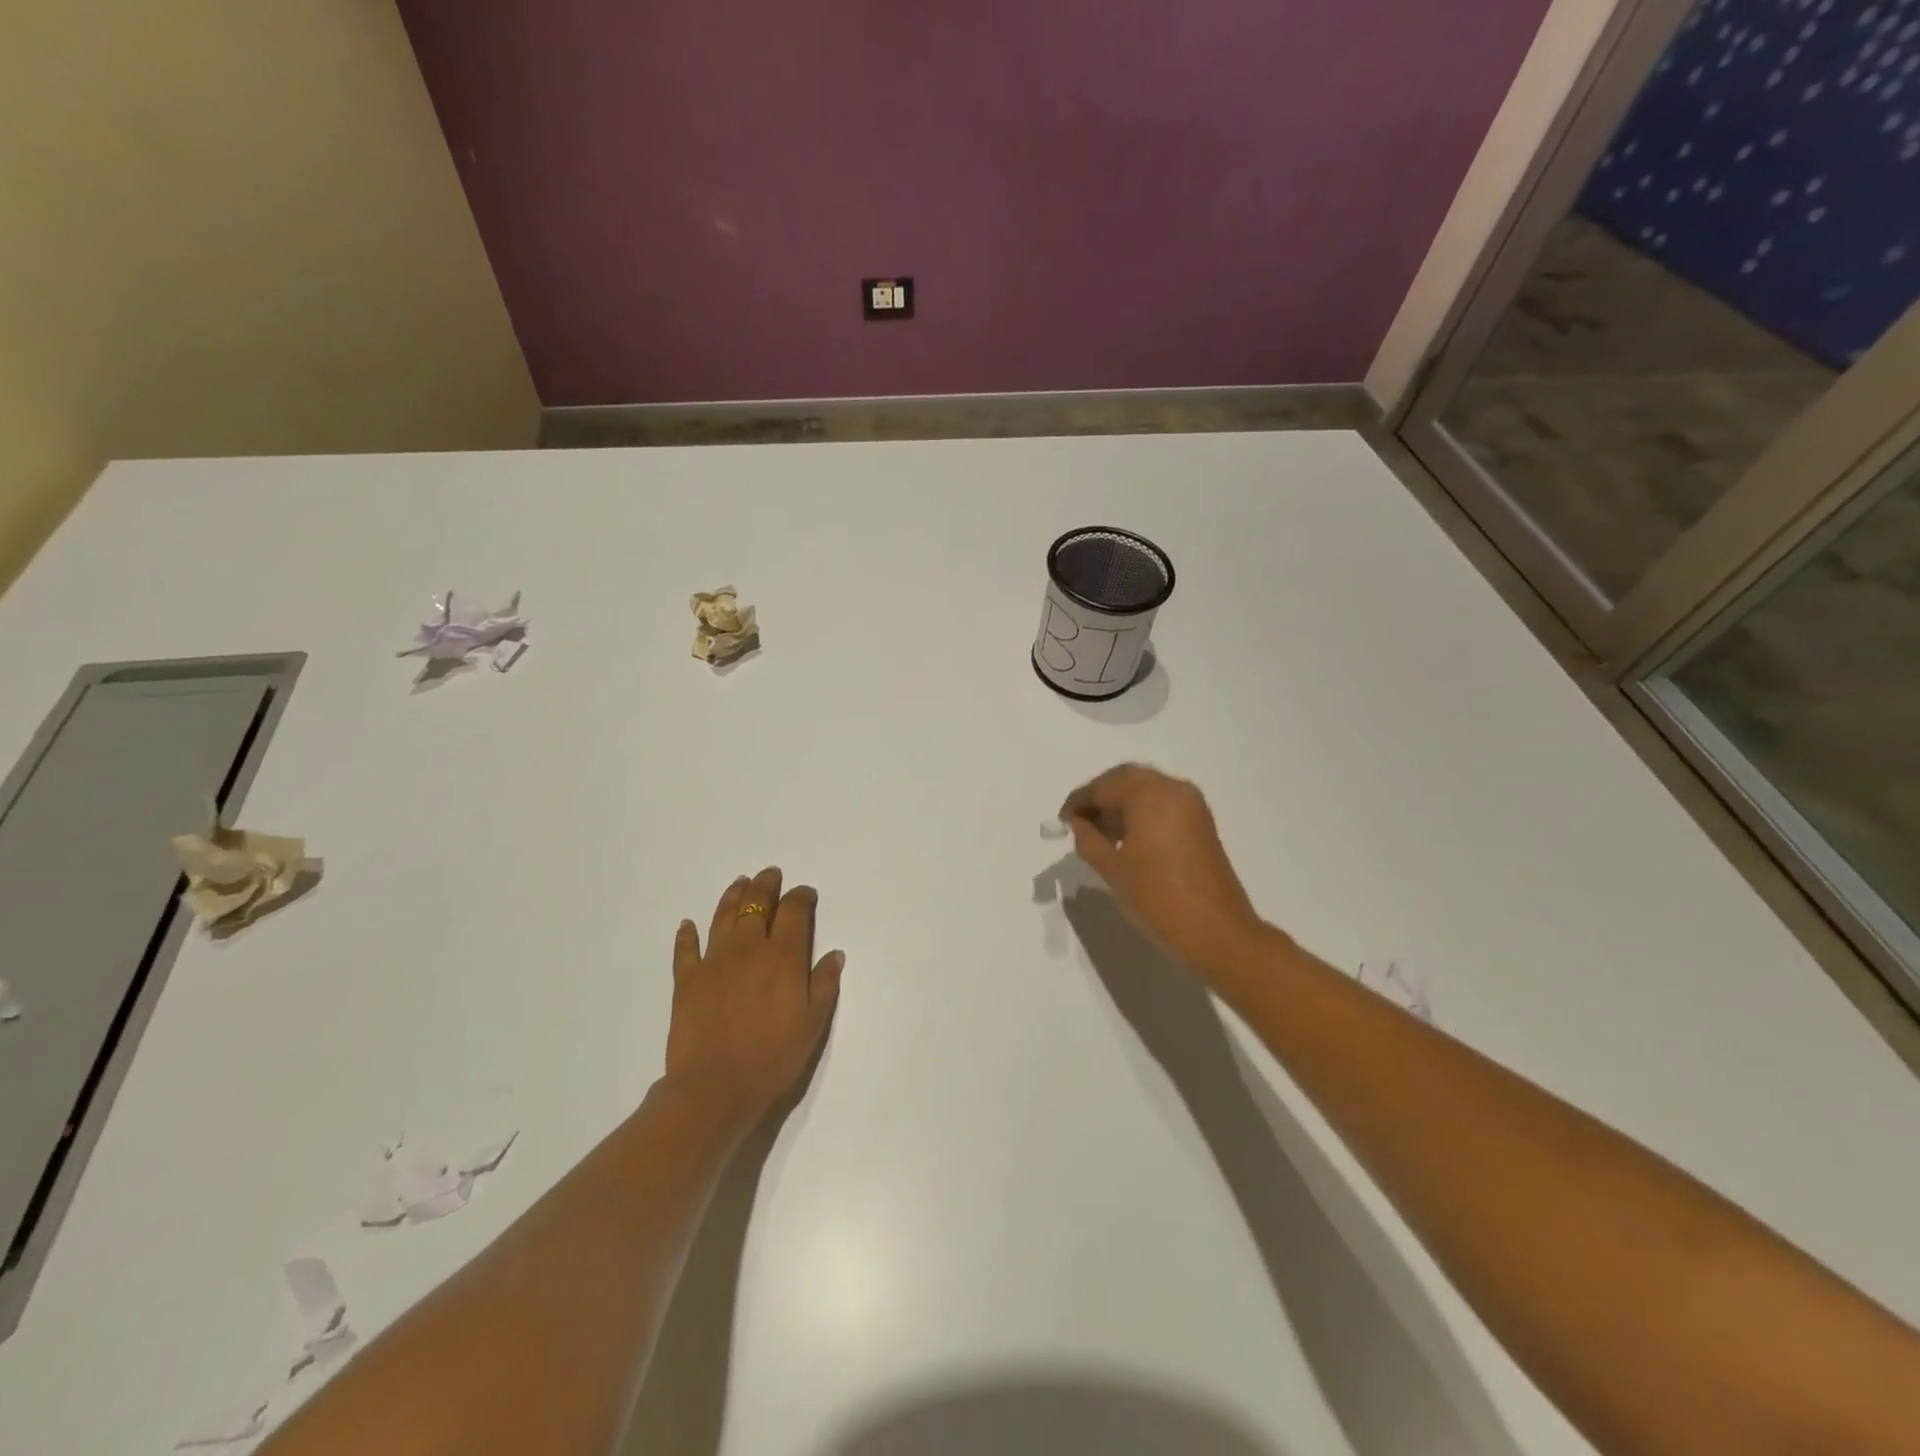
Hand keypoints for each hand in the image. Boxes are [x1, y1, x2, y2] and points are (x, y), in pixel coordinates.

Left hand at [664, 867, 844, 1129]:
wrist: (715, 1089)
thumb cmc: (773, 1057)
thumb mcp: (814, 1023)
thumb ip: (825, 984)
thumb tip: (834, 953)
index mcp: (783, 957)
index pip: (794, 912)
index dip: (801, 897)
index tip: (806, 894)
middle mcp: (748, 948)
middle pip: (757, 904)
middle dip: (766, 886)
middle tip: (770, 875)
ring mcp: (714, 962)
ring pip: (723, 916)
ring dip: (733, 896)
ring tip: (740, 883)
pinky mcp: (686, 980)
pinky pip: (685, 949)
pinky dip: (686, 934)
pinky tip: (687, 925)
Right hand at [1060, 764, 1271, 976]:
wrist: (1217, 932)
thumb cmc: (1158, 898)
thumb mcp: (1113, 870)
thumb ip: (1088, 840)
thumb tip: (1079, 824)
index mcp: (1150, 795)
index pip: (1104, 786)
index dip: (1079, 801)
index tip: (1062, 820)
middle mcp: (1173, 789)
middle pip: (1127, 779)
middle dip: (1100, 796)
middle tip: (1079, 822)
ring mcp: (1191, 805)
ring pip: (1146, 789)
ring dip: (1121, 804)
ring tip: (1099, 834)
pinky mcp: (1201, 822)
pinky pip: (1163, 803)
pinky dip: (1141, 812)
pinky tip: (1126, 839)